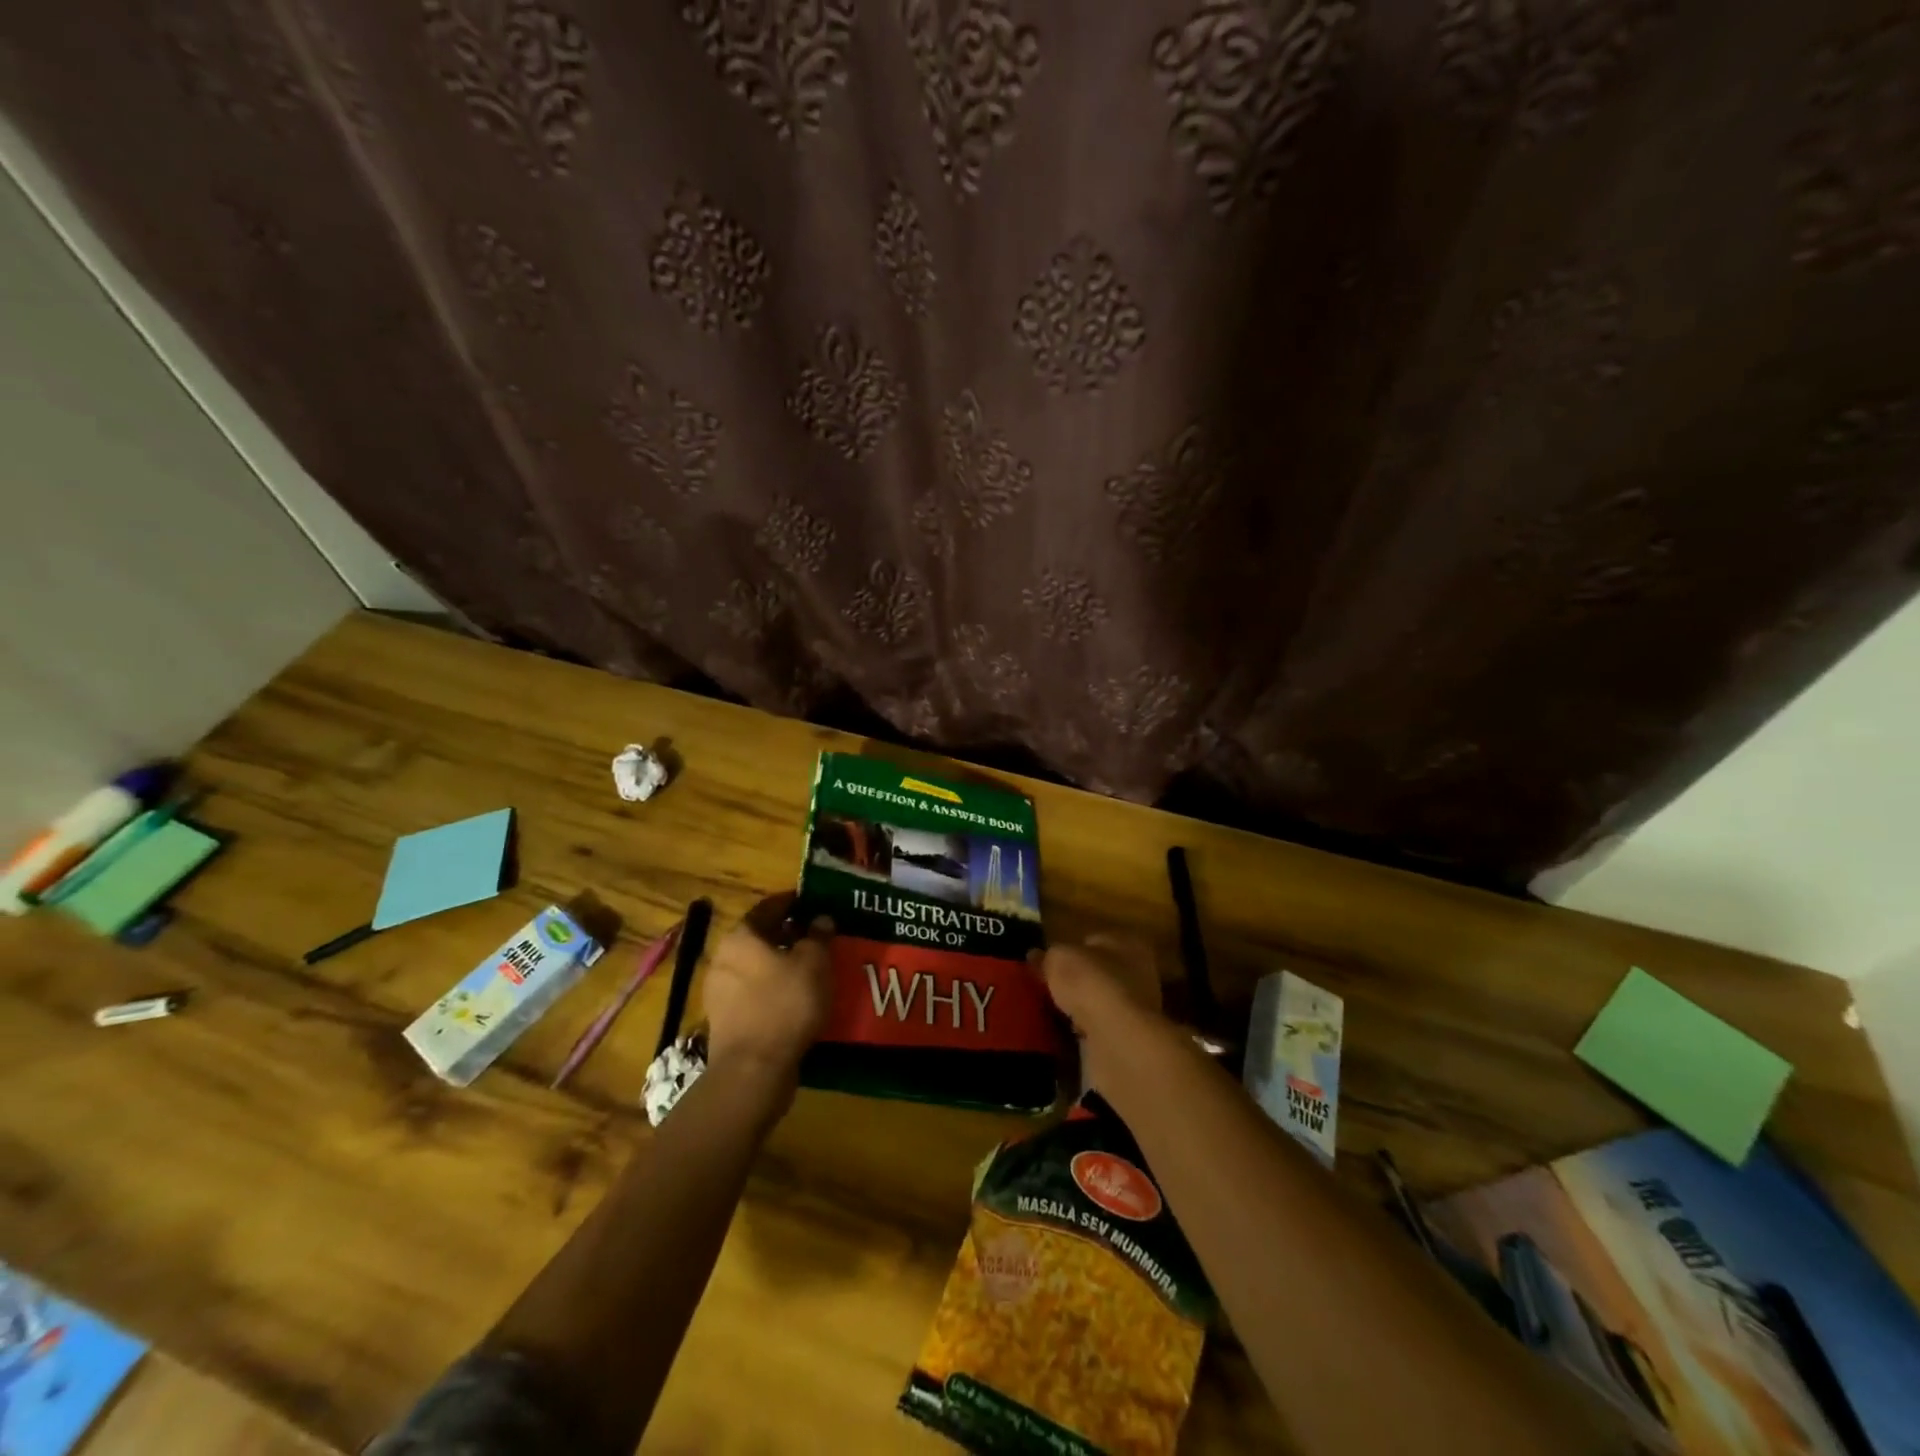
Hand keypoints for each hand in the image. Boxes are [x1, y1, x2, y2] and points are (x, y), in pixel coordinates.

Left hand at [701, 893, 834, 1082]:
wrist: (753, 1068)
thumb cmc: (785, 1003)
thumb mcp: (814, 963)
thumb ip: (819, 935)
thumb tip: (821, 919)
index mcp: (742, 936)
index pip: (769, 906)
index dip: (794, 902)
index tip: (814, 903)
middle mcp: (723, 957)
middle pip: (761, 937)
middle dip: (788, 934)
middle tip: (817, 936)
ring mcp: (719, 991)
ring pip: (756, 966)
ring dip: (780, 963)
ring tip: (810, 968)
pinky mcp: (724, 1020)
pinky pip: (753, 993)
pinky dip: (773, 989)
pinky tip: (795, 998)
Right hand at [1034, 934, 1163, 1095]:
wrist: (1115, 1038)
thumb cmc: (1091, 982)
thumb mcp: (1059, 958)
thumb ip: (1047, 956)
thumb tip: (1035, 956)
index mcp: (1127, 942)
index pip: (1093, 940)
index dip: (1068, 950)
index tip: (1046, 963)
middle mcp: (1139, 972)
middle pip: (1097, 972)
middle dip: (1073, 981)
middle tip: (1044, 988)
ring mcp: (1136, 1007)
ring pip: (1098, 1002)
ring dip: (1079, 1008)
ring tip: (1049, 1013)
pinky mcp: (1129, 1038)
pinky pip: (1098, 1029)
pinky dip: (1083, 1031)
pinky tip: (1063, 1035)